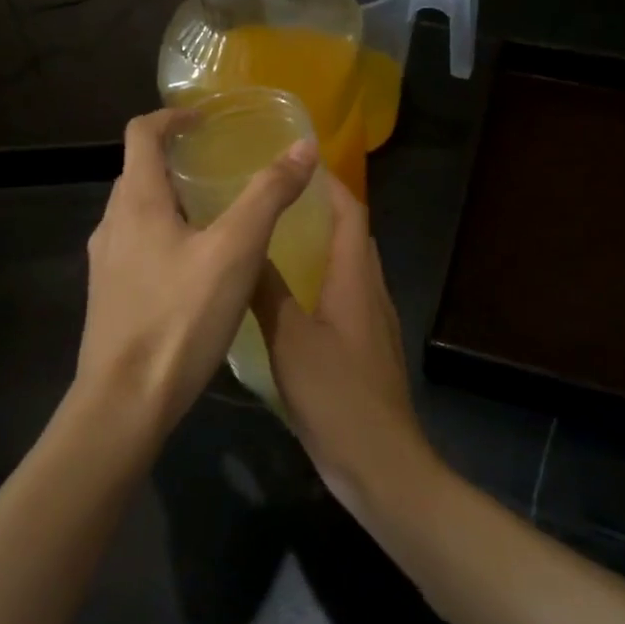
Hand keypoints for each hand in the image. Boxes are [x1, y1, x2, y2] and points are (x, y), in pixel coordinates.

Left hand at [74, 109, 318, 436]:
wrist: (125, 403)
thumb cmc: (180, 317)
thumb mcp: (236, 251)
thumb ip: (268, 195)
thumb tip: (303, 147)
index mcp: (135, 201)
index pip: (140, 133)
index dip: (171, 117)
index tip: (204, 119)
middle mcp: (111, 224)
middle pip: (138, 172)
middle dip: (175, 159)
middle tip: (219, 165)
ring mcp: (105, 264)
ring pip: (137, 213)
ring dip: (170, 201)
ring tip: (215, 215)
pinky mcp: (109, 297)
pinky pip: (136, 248)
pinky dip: (164, 236)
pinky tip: (196, 269)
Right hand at [251, 177, 438, 513]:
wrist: (380, 463)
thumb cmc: (336, 393)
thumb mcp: (290, 338)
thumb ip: (267, 291)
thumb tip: (243, 246)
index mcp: (356, 277)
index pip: (350, 212)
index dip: (330, 182)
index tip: (298, 160)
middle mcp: (370, 290)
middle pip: (351, 235)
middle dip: (320, 209)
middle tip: (274, 197)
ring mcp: (371, 321)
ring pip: (346, 267)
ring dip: (318, 246)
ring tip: (273, 237)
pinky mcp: (364, 348)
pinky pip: (343, 297)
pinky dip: (318, 282)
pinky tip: (285, 298)